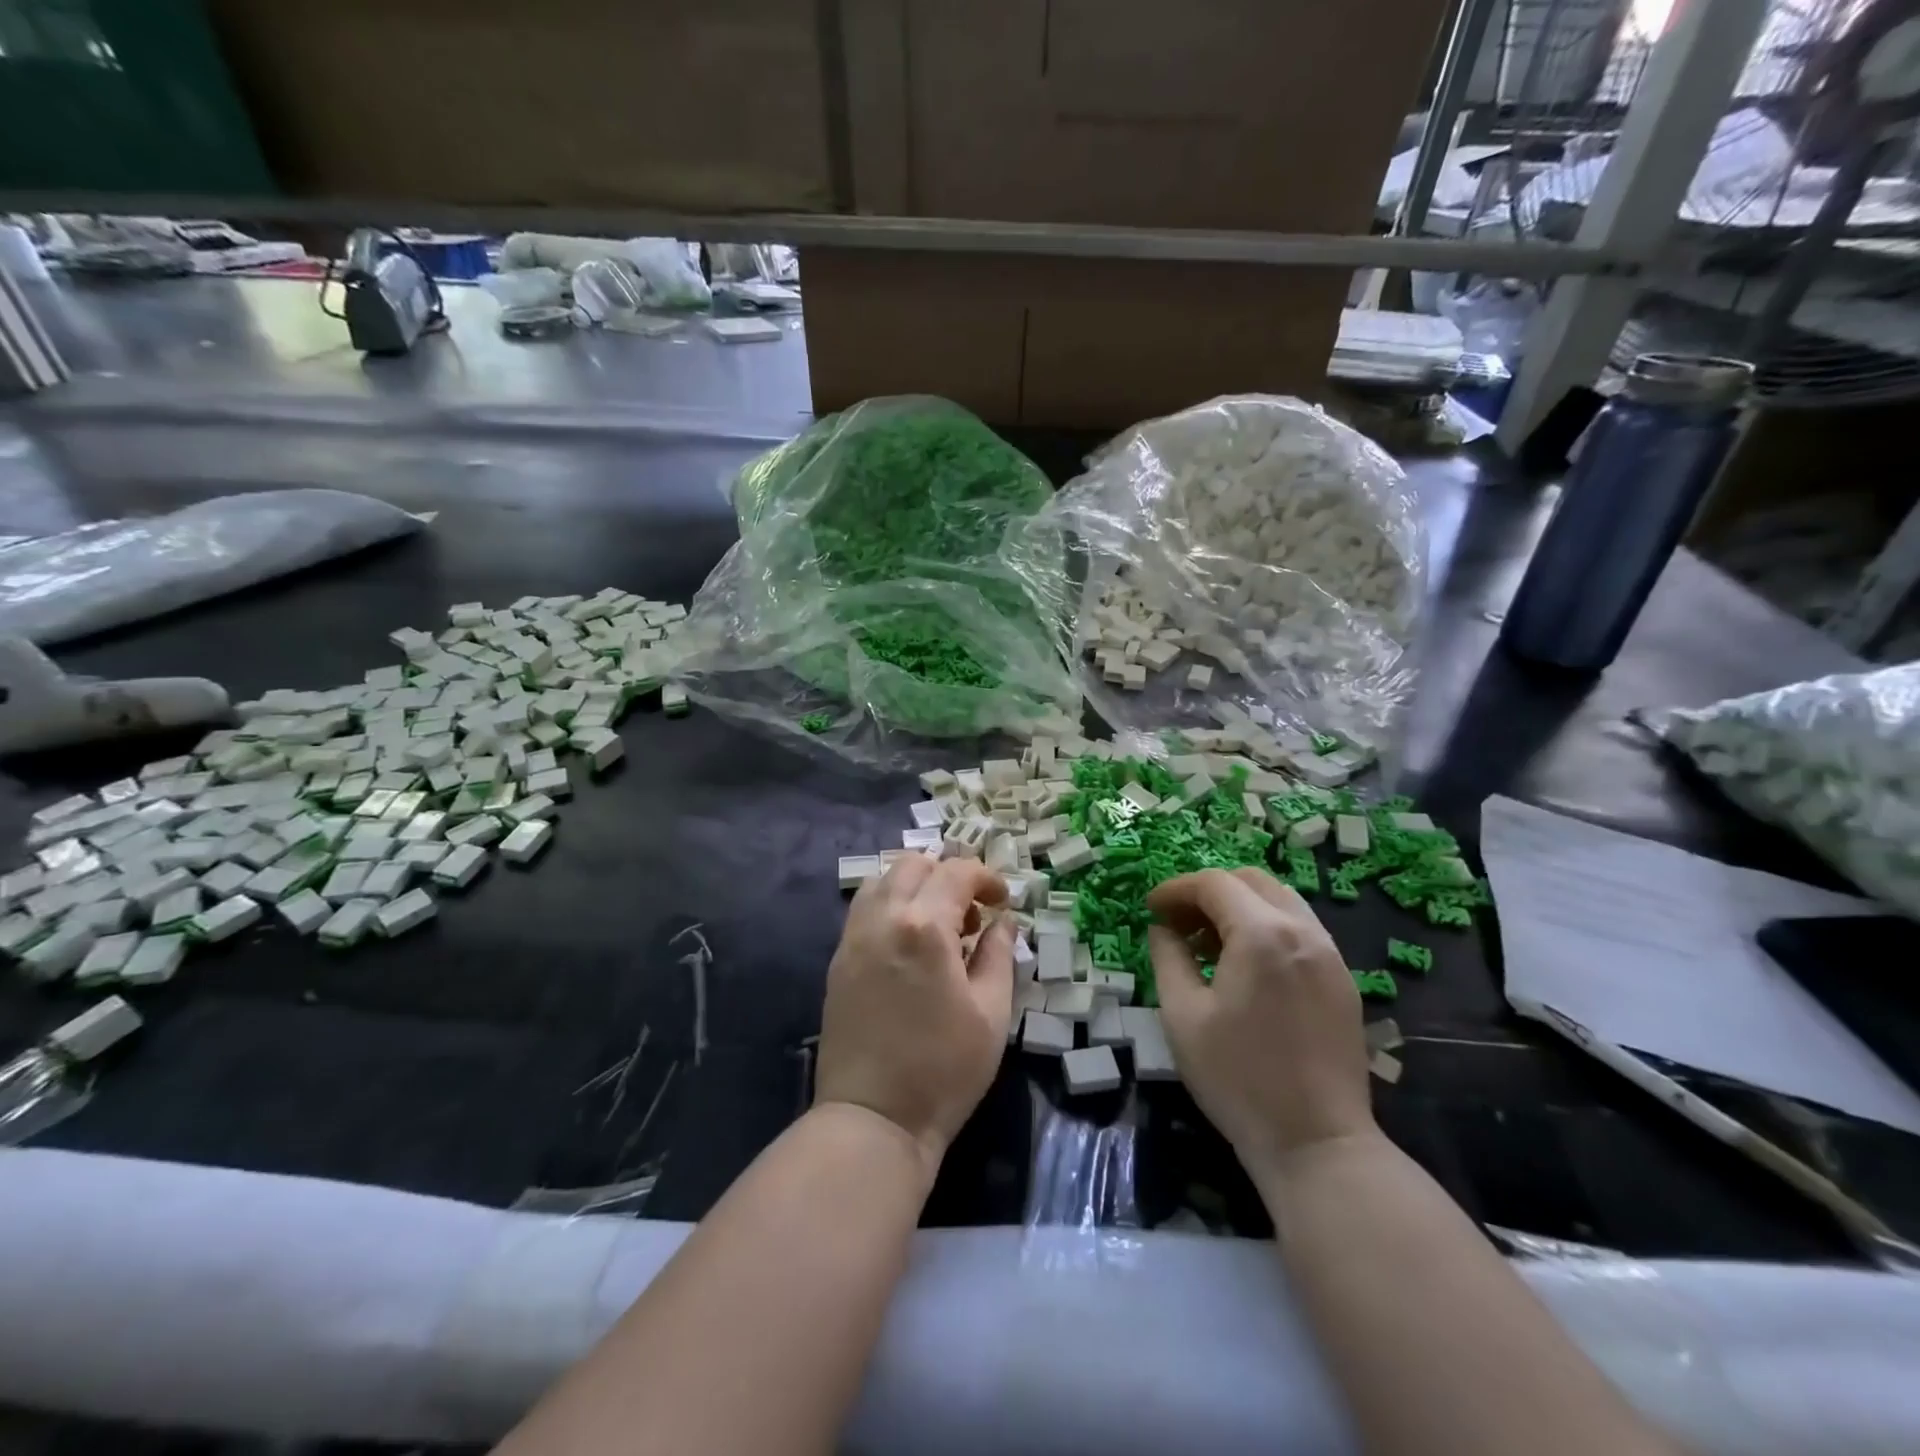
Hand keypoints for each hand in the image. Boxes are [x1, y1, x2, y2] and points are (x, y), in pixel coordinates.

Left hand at [815, 855, 1013, 1169]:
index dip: (986, 878)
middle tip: (971, 913)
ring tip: (939, 925)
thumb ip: (998, 954)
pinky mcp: (838, 959)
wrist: (873, 1118)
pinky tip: (909, 943)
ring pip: (883, 880)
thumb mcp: (991, 1012)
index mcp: (924, 926)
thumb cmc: (943, 1069)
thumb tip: (1002, 922)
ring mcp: (854, 937)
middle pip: (914, 864)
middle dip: (949, 875)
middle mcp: (883, 917)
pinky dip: (891, 905)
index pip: (956, 872)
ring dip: (916, 886)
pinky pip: (865, 909)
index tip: (1003, 902)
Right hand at [1148, 868, 1375, 1174]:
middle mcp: (1303, 931)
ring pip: (1280, 900)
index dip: (1175, 889)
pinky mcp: (1343, 980)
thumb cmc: (1238, 1079)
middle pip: (1251, 881)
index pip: (1213, 884)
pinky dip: (1266, 926)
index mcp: (1262, 935)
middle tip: (1178, 921)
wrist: (1317, 1143)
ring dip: (1239, 906)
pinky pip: (1300, 928)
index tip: (1150, 908)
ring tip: (1208, 941)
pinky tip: (1245, 964)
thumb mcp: (1182, 1015)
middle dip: (1208, 891)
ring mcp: (1331, 954)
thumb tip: (1164, 928)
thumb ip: (1168, 957)